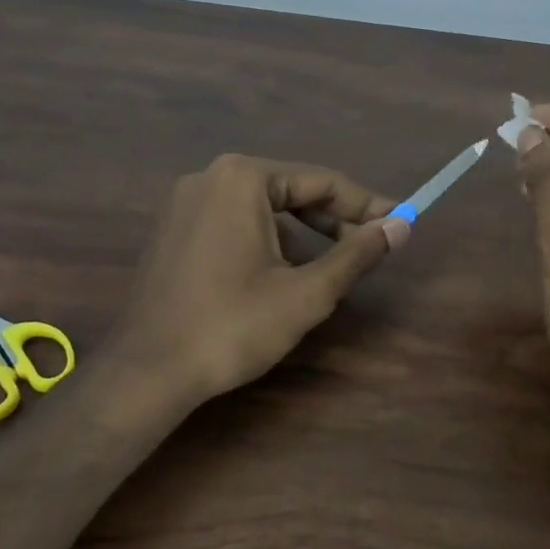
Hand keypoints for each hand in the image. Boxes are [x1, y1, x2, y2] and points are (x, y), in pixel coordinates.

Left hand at [107, 154, 408, 403]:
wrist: (148, 372)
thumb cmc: (233, 326)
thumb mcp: (307, 292)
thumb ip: (357, 254)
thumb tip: (401, 226)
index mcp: (243, 178)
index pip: (322, 181)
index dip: (366, 205)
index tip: (399, 224)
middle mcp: (210, 177)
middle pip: (291, 189)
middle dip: (333, 219)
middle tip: (369, 249)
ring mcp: (185, 202)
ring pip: (263, 207)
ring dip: (302, 232)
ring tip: (329, 268)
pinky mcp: (173, 229)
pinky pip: (234, 221)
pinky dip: (267, 239)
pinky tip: (281, 274)